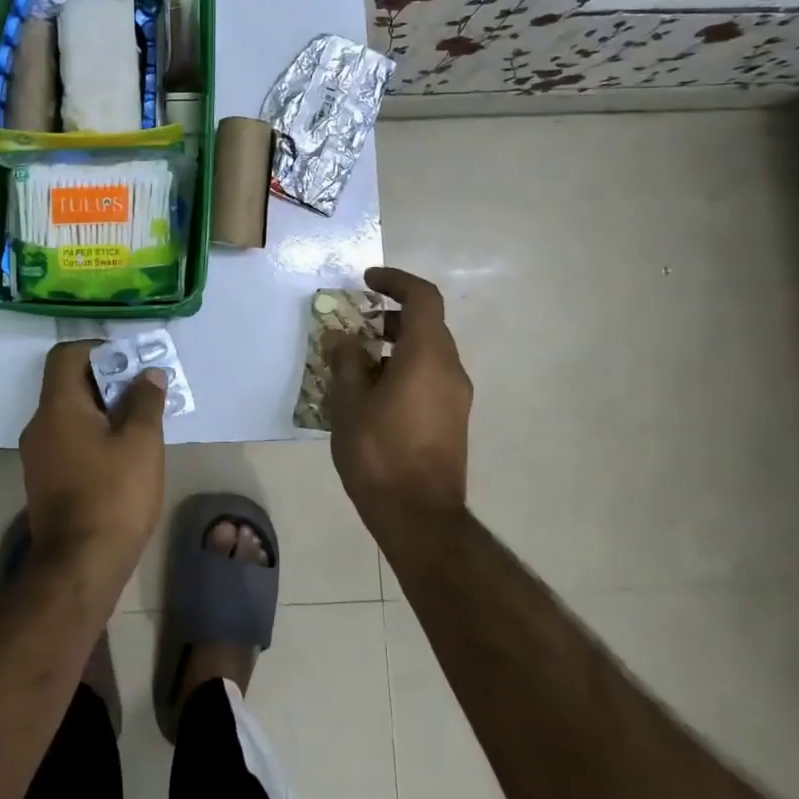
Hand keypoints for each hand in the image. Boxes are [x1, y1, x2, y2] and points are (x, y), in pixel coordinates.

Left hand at [19, 342, 167, 583]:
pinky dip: (94, 436)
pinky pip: (69, 441)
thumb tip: (148, 374)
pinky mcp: (45, 481)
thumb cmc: (113, 494)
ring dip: (104, 411)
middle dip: (108, 381)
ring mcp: (38, 456)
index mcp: (58, 407)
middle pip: (69, 384)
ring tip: (141, 424)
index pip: (66, 355)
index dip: (98, 350)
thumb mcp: (141, 441)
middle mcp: (40, 425)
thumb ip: (145, 400)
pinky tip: (123, 456)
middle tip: (145, 393)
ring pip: (71, 415)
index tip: (130, 363)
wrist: (80, 567)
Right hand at [324, 266, 471, 534]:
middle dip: (389, 315)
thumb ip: (345, 361)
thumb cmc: (380, 453)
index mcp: (427, 355)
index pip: (423, 297)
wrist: (419, 517)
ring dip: (394, 344)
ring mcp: (456, 396)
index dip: (396, 281)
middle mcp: (450, 369)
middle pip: (426, 324)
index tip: (367, 281)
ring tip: (355, 360)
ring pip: (427, 352)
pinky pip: (429, 376)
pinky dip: (403, 368)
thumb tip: (342, 336)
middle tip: (354, 322)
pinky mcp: (453, 419)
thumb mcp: (350, 402)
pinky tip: (371, 392)